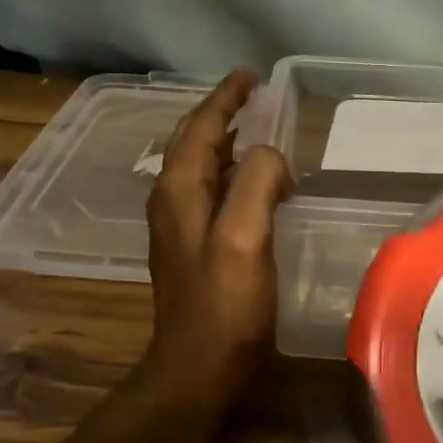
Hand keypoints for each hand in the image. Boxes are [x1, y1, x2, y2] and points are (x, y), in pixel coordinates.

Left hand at [146, 70, 292, 386]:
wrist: (197, 367)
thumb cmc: (225, 305)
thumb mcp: (246, 237)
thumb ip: (258, 183)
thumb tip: (270, 155)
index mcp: (180, 188)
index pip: (202, 126)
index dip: (226, 97)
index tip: (251, 75)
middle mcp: (172, 198)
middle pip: (195, 140)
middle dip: (222, 112)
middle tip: (254, 95)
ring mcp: (179, 223)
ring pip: (202, 164)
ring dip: (227, 140)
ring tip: (257, 127)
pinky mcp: (192, 245)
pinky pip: (212, 189)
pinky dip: (232, 171)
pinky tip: (256, 182)